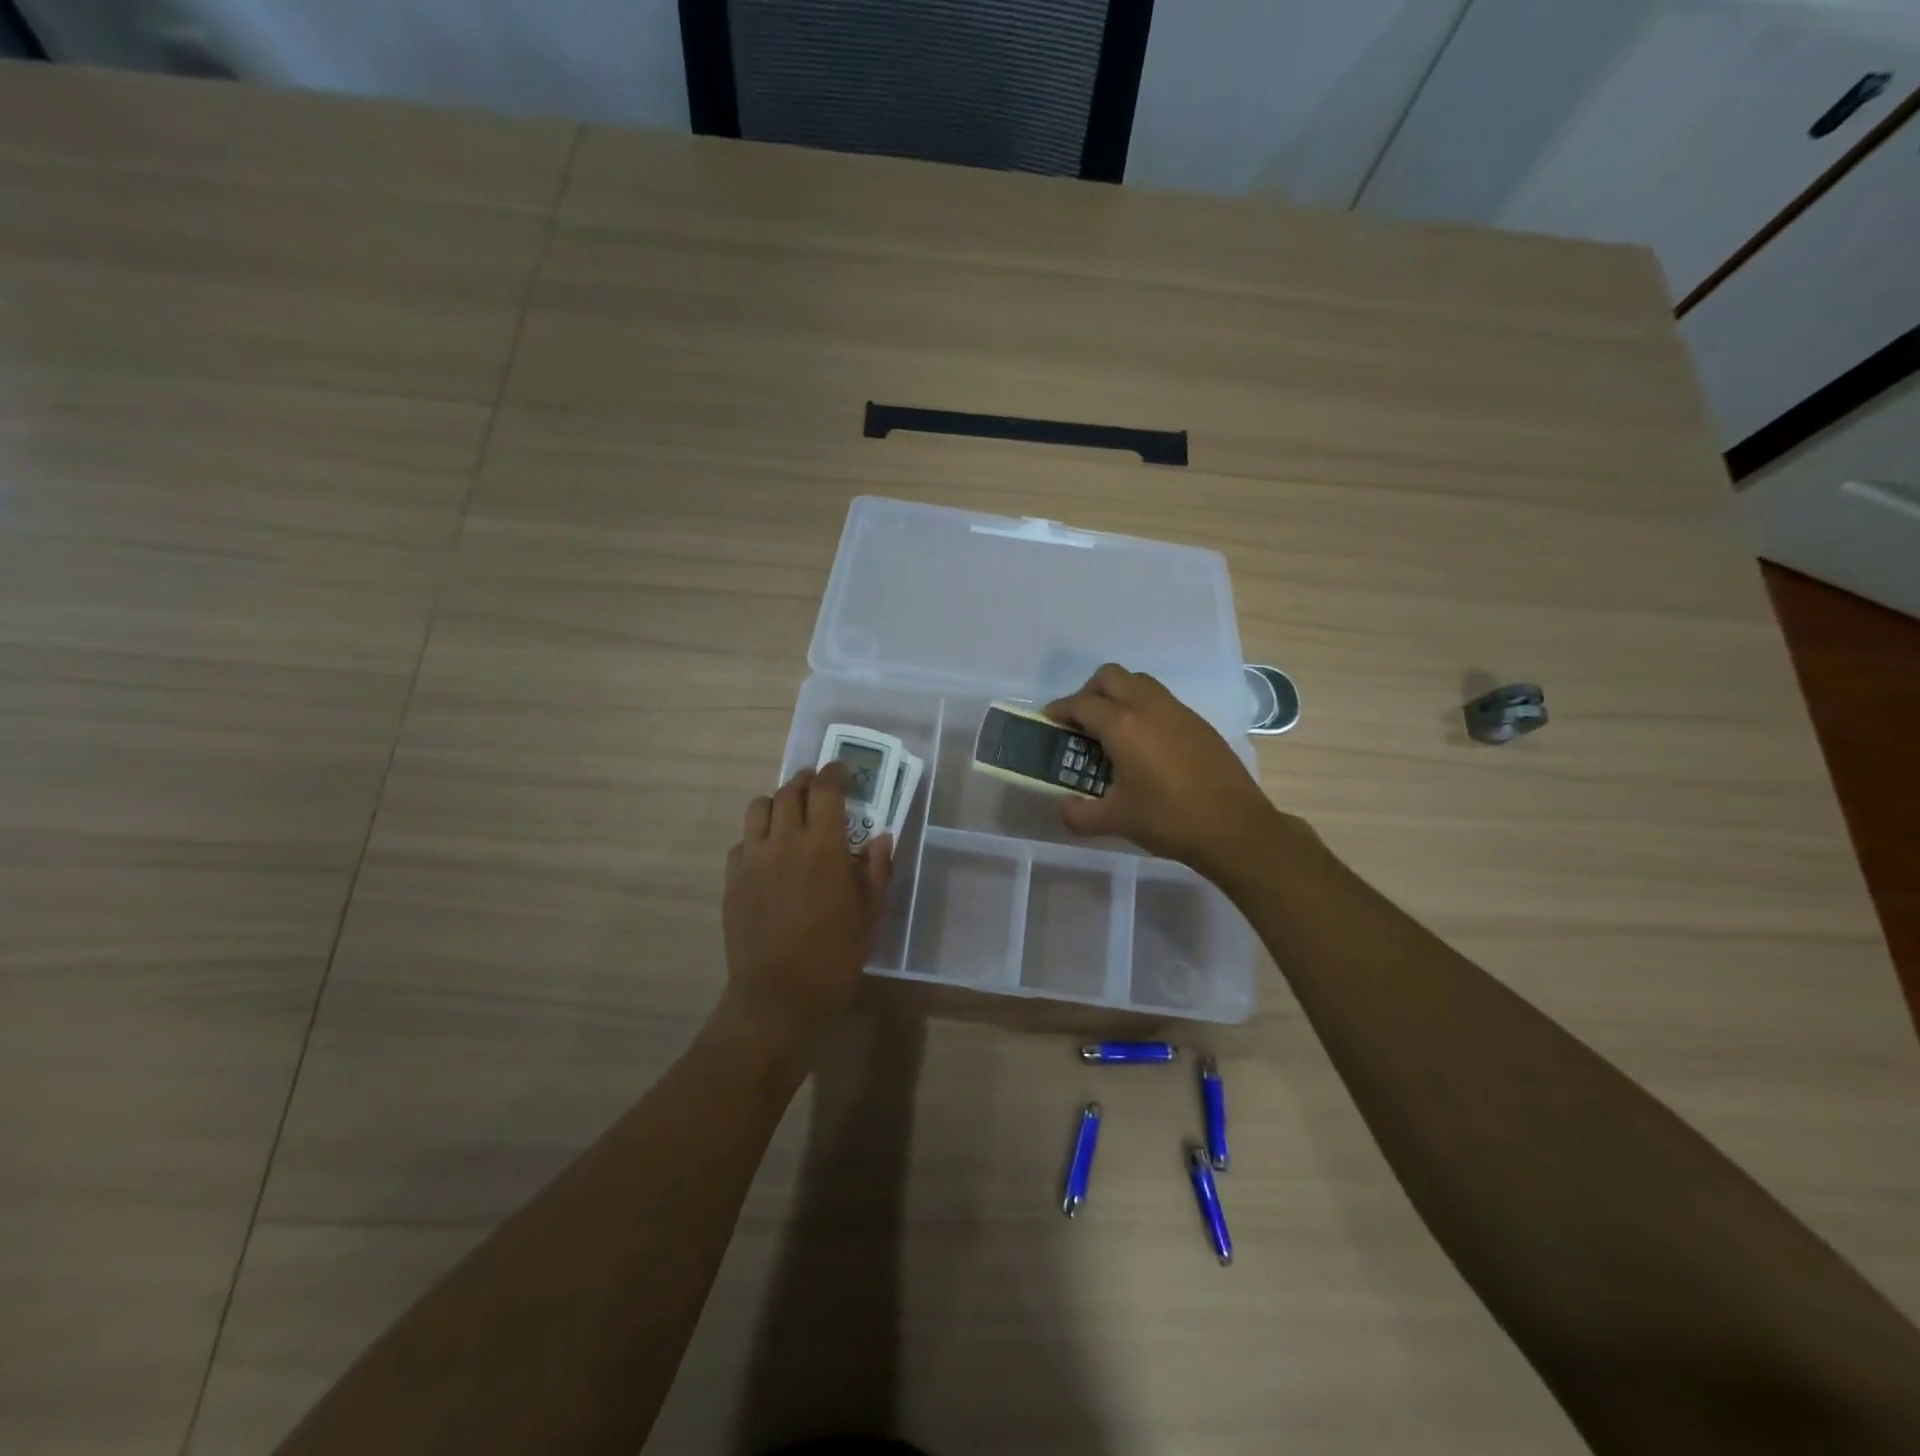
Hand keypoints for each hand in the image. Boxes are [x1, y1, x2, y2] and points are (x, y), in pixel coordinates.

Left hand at [723, 763, 893, 1034]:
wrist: (777, 997)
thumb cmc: (833, 957)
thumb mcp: (869, 915)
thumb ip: (876, 870)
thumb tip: (881, 838)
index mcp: (822, 846)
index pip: (825, 790)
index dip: (834, 773)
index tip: (841, 769)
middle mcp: (784, 842)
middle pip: (789, 792)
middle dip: (806, 782)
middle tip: (818, 787)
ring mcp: (753, 860)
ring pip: (758, 808)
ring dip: (777, 801)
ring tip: (790, 813)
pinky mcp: (732, 880)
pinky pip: (742, 842)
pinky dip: (757, 835)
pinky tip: (768, 853)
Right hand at [1044, 664, 1287, 879]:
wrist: (1235, 828)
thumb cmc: (1169, 820)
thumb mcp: (1114, 821)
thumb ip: (1078, 813)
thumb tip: (1063, 807)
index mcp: (1123, 725)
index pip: (1081, 703)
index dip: (1060, 710)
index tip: (1049, 723)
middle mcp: (1148, 707)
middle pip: (1110, 677)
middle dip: (1088, 692)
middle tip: (1081, 724)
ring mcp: (1177, 711)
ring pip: (1139, 682)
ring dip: (1118, 695)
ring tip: (1112, 731)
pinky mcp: (1198, 723)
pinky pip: (1161, 700)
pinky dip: (1143, 708)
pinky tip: (1145, 745)